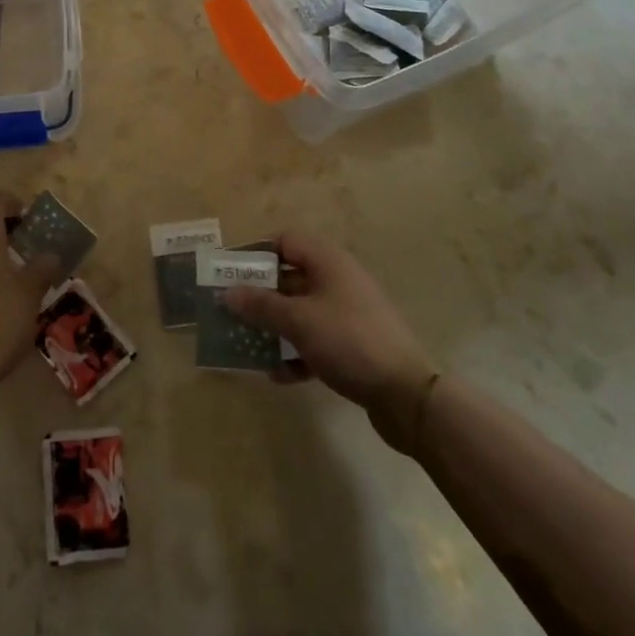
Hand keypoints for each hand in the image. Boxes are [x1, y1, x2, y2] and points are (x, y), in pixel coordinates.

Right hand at [223, 230, 436, 452]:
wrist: (407, 395)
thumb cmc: (349, 341)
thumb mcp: (298, 321)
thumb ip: (261, 306)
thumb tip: (228, 292)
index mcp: (327, 260)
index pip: (285, 240)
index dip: (256, 253)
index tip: (230, 274)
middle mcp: (338, 279)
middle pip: (290, 277)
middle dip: (260, 295)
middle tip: (231, 312)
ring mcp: (348, 312)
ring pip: (301, 311)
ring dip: (275, 326)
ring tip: (248, 345)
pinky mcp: (355, 344)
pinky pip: (316, 339)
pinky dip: (296, 352)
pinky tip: (278, 375)